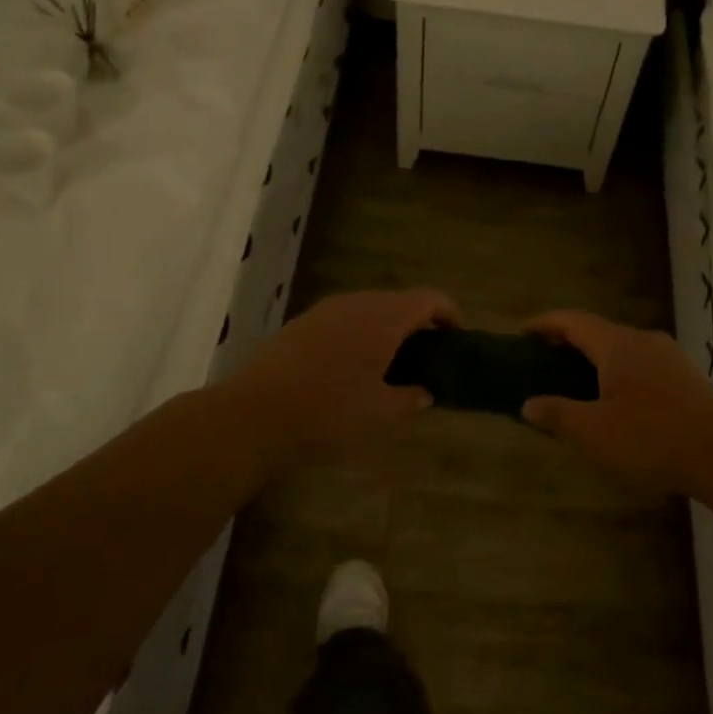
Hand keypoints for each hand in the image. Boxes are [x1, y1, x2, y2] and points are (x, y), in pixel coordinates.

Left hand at [226, 288, 457, 469]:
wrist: (256, 414)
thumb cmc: (330, 412)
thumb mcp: (381, 413)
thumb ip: (410, 400)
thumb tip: (425, 393)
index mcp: (384, 317)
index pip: (429, 299)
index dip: (449, 315)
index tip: (456, 339)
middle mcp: (357, 303)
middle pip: (398, 302)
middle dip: (417, 325)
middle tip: (426, 358)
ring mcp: (325, 311)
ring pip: (368, 310)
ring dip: (386, 330)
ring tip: (390, 365)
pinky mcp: (301, 325)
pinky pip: (343, 321)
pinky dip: (358, 336)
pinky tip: (351, 370)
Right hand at [521, 310, 712, 493]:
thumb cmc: (650, 438)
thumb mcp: (594, 431)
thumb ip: (558, 414)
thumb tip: (527, 404)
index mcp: (617, 344)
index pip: (573, 321)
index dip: (545, 324)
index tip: (522, 333)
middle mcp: (644, 340)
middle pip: (598, 331)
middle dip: (568, 342)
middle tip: (543, 361)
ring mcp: (669, 357)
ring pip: (622, 348)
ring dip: (595, 358)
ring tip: (575, 382)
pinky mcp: (686, 377)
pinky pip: (641, 364)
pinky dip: (618, 371)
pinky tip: (615, 400)